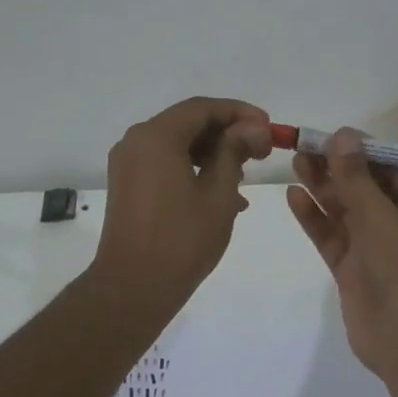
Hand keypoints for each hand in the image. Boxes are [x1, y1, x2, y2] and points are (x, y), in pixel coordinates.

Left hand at [91, 97, 272, 311]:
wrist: (133, 288)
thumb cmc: (182, 239)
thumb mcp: (219, 193)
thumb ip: (235, 151)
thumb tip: (254, 127)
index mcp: (156, 136)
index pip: (203, 108)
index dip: (240, 113)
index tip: (269, 128)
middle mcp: (136, 141)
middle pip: (188, 123)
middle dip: (227, 133)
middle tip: (262, 152)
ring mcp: (128, 164)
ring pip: (177, 145)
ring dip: (213, 154)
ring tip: (244, 176)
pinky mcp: (128, 185)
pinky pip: (165, 164)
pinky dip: (193, 170)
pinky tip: (222, 195)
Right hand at [286, 128, 397, 381]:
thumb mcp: (383, 221)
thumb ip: (358, 179)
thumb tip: (343, 135)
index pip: (394, 169)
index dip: (364, 151)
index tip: (333, 135)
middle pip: (366, 187)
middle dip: (337, 167)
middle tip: (304, 145)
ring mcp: (375, 248)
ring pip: (346, 210)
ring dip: (323, 187)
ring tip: (295, 161)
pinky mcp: (353, 269)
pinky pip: (332, 236)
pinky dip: (315, 218)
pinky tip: (295, 197)